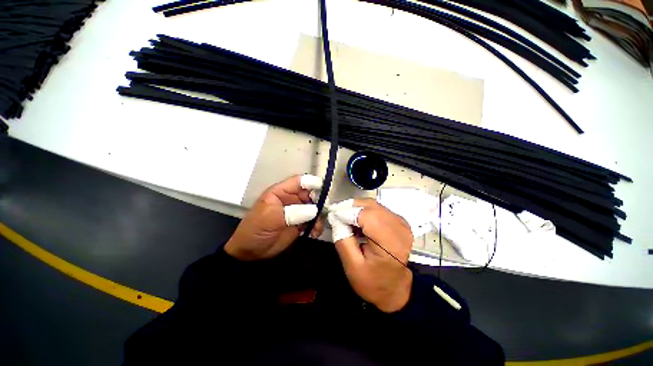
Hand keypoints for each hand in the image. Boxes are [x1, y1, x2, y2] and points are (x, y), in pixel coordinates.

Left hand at [224, 174, 324, 260]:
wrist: (251, 252)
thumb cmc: (256, 229)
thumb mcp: (271, 217)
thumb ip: (294, 212)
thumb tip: (315, 210)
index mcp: (281, 192)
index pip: (299, 182)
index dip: (311, 182)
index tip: (324, 189)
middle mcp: (291, 199)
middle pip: (310, 194)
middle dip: (319, 202)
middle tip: (323, 212)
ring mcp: (297, 211)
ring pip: (315, 208)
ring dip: (319, 216)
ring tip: (316, 227)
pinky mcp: (301, 223)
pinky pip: (314, 221)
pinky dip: (317, 226)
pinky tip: (314, 233)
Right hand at [328, 198, 413, 312]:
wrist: (395, 289)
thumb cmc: (374, 282)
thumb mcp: (352, 266)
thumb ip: (343, 240)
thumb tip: (336, 219)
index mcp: (390, 243)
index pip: (366, 215)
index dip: (347, 212)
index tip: (332, 215)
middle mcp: (399, 228)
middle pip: (370, 206)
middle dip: (350, 207)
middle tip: (336, 215)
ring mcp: (401, 223)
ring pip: (373, 204)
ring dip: (356, 208)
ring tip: (344, 218)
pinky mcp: (399, 221)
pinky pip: (378, 209)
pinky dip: (364, 211)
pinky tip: (357, 221)